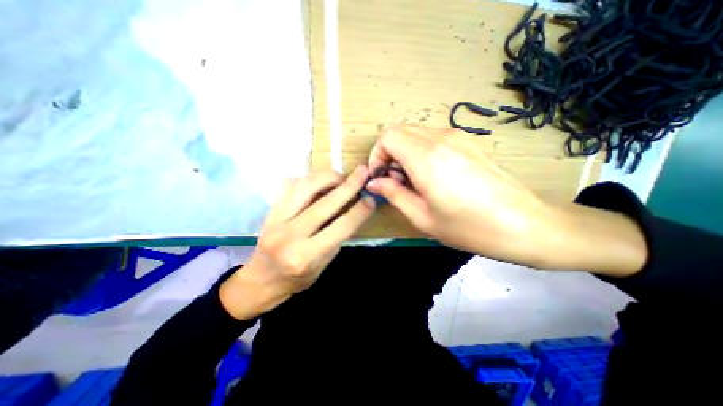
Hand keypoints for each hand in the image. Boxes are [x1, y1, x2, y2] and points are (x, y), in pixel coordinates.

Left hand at [219, 166, 378, 320]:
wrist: (261, 280)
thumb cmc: (297, 278)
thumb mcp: (324, 265)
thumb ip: (337, 237)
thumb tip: (352, 210)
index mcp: (306, 256)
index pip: (341, 227)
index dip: (359, 211)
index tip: (371, 199)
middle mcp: (290, 236)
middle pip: (325, 204)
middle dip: (348, 186)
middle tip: (362, 173)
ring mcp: (276, 221)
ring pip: (305, 187)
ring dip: (327, 177)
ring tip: (341, 177)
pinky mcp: (270, 211)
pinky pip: (290, 186)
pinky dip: (309, 179)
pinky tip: (321, 180)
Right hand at [364, 124, 554, 266]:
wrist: (525, 224)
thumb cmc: (470, 227)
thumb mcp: (422, 217)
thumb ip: (393, 194)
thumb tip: (374, 182)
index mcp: (427, 158)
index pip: (387, 137)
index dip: (377, 155)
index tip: (380, 177)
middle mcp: (441, 139)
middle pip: (399, 131)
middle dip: (388, 154)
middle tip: (395, 181)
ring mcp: (457, 137)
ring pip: (414, 133)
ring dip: (404, 153)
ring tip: (413, 181)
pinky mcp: (467, 141)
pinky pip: (431, 138)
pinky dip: (420, 151)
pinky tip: (430, 175)